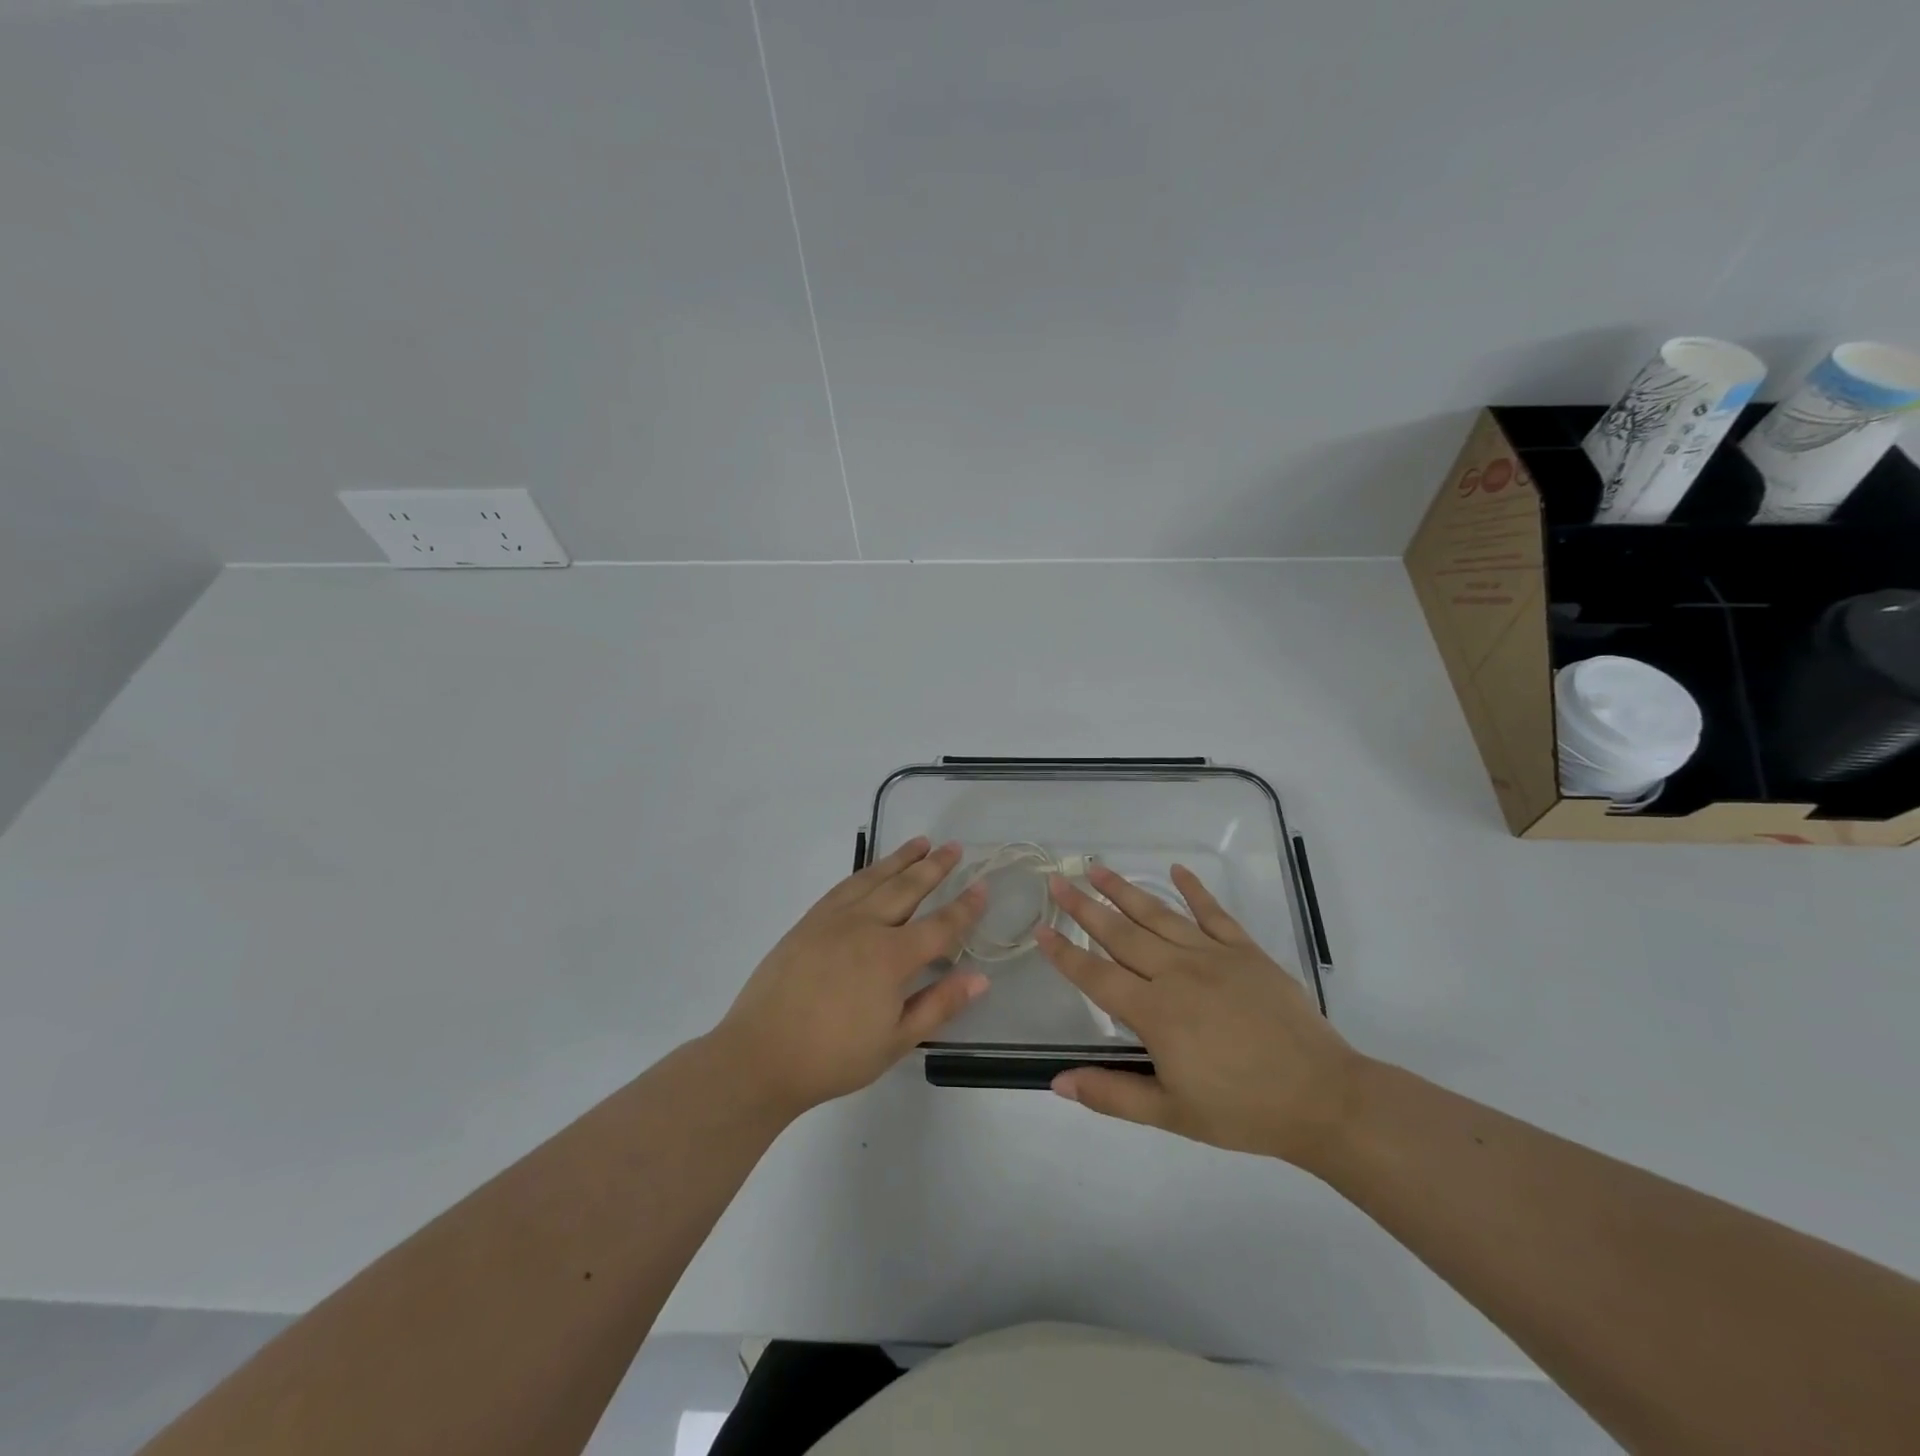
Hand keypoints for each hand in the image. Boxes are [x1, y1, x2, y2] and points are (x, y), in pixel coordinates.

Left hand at [715, 837, 988, 1115]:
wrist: (761, 1055)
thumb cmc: (834, 1057)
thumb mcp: (896, 1041)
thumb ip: (939, 1005)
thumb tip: (980, 978)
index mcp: (891, 957)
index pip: (940, 925)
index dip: (965, 906)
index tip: (983, 885)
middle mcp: (865, 926)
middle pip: (907, 888)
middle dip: (934, 867)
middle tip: (954, 847)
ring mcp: (833, 919)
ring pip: (874, 878)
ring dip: (901, 859)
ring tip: (921, 842)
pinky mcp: (808, 921)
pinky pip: (845, 886)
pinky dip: (866, 872)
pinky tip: (873, 870)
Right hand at [1037, 863, 1359, 1166]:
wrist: (1322, 1097)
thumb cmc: (1242, 1110)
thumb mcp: (1171, 1114)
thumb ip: (1111, 1094)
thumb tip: (1056, 1082)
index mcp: (1155, 1013)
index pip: (1096, 976)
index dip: (1065, 953)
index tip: (1040, 930)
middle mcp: (1177, 974)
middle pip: (1121, 934)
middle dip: (1085, 906)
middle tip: (1058, 880)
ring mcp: (1213, 956)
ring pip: (1159, 915)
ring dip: (1125, 890)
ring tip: (1098, 868)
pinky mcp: (1246, 951)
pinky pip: (1214, 913)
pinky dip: (1194, 890)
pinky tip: (1176, 871)